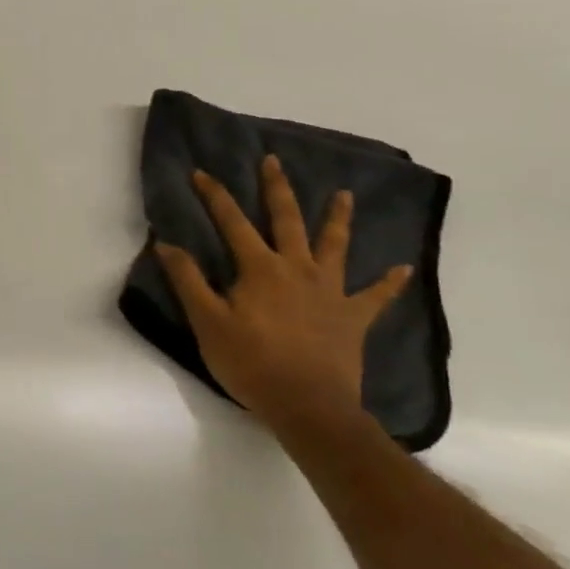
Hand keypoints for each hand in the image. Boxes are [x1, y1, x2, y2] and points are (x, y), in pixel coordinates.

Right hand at [154, 153, 410, 436]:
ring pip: (334, 246)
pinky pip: (375, 296)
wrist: (308, 407)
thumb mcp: (207, 322)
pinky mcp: (352, 318)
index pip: (232, 222)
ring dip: (338, 218)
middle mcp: (297, 269)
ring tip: (344, 194)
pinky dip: (389, 283)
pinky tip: (403, 268)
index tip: (200, 173)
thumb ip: (188, 280)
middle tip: (273, 161)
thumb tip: (166, 243)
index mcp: (260, 269)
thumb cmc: (251, 364)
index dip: (214, 196)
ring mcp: (330, 292)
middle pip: (286, 220)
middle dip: (277, 189)